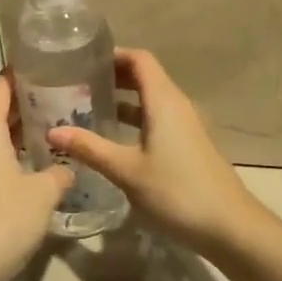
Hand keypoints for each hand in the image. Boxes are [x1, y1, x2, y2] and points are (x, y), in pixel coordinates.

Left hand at [0, 75, 71, 280]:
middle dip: (27, 103)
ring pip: (0, 142)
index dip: (18, 74)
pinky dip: (19, 159)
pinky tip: (43, 169)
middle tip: (63, 93)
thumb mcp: (42, 194)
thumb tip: (68, 167)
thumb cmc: (2, 220)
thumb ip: (59, 174)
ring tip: (59, 127)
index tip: (42, 61)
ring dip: (25, 134)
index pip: (0, 90)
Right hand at [47, 48, 265, 252]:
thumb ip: (90, 148)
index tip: (82, 59)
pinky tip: (114, 138)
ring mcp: (186, 125)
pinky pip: (158, 118)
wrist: (229, 226)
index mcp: (164, 100)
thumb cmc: (176, 191)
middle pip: (145, 76)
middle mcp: (177, 105)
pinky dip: (135, 119)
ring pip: (151, 100)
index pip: (140, 59)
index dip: (113, 54)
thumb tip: (52, 132)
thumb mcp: (127, 170)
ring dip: (123, 100)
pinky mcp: (189, 145)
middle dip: (112, 76)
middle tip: (76, 83)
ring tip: (88, 107)